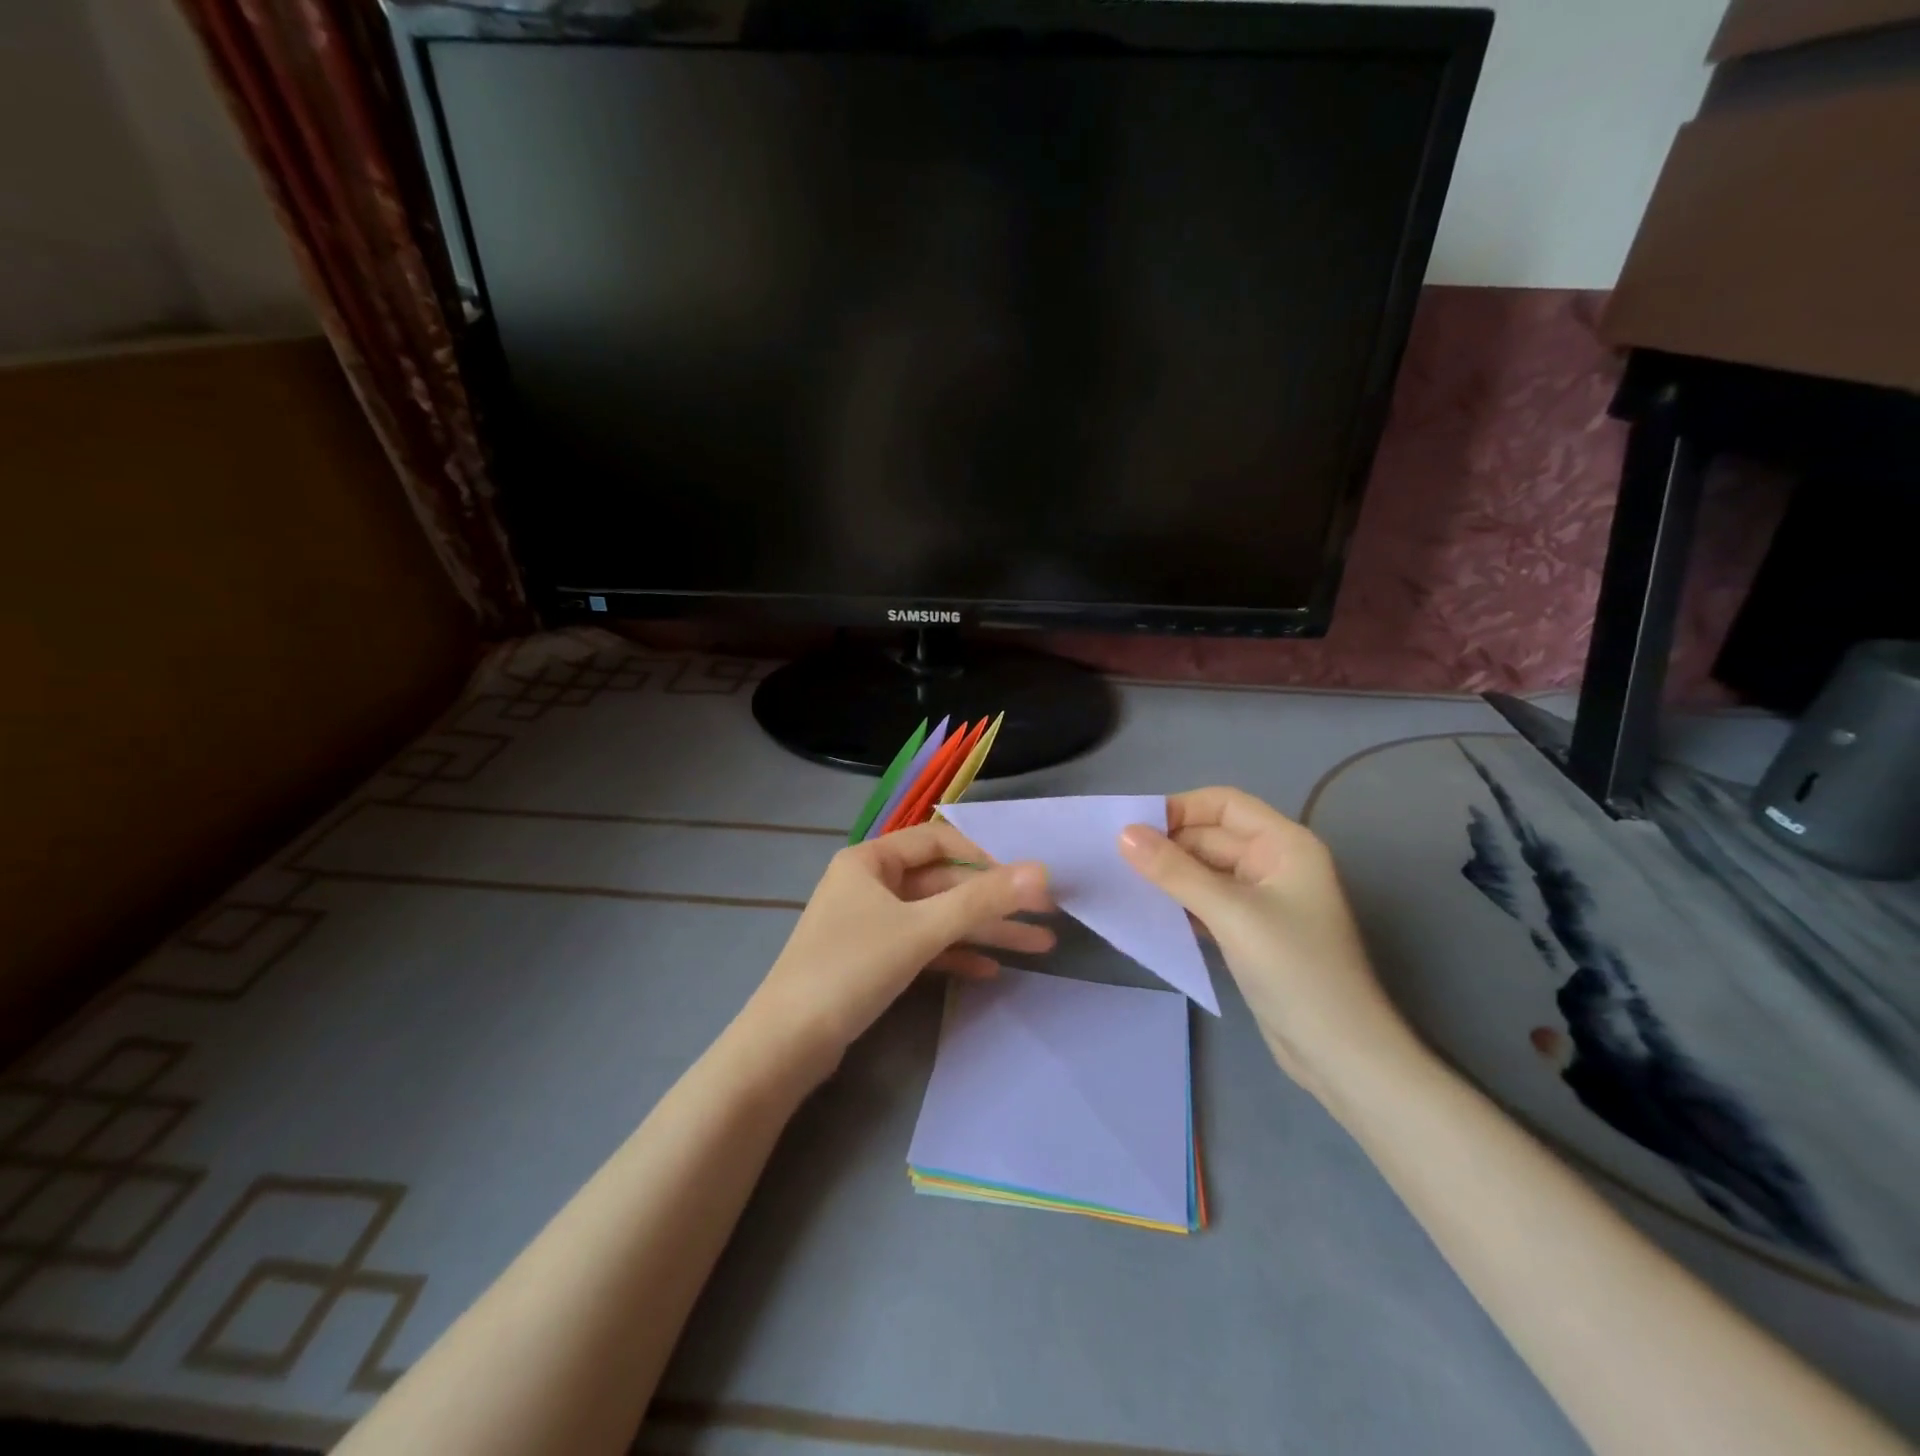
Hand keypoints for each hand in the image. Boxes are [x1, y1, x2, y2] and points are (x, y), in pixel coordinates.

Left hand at [743, 820, 1052, 1078]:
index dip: (984, 857)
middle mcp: (869, 883)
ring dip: (983, 930)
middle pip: (943, 883)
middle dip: (993, 902)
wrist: (786, 1045)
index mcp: (870, 860)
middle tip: (1046, 917)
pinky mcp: (871, 960)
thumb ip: (982, 900)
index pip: (938, 841)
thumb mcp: (921, 930)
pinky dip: (954, 954)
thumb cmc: (851, 970)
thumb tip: (1042, 870)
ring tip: (1038, 946)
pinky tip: (991, 970)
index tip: (1023, 881)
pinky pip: (922, 946)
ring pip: (936, 918)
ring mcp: (870, 923)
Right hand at [1118, 787, 1414, 1101]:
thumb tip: (1124, 832)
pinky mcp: (1249, 931)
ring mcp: (1262, 899)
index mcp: (1284, 844)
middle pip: (1210, 837)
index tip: (1133, 827)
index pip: (1224, 804)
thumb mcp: (1231, 914)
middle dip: (1167, 844)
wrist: (1339, 1054)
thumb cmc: (1294, 970)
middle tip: (1114, 858)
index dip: (1180, 809)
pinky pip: (1206, 901)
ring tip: (1122, 880)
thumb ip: (1175, 871)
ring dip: (1168, 874)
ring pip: (1204, 871)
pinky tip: (1148, 910)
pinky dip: (1179, 901)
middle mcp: (1274, 863)